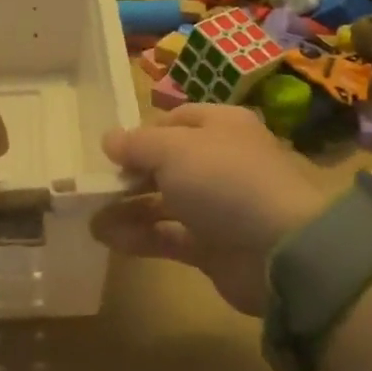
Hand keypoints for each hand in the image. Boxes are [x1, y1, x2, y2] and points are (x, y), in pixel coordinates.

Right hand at [93, 104, 326, 315]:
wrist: (281, 249)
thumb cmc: (225, 179)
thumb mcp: (174, 149)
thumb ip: (138, 144)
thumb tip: (109, 139)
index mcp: (220, 126)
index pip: (176, 121)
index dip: (143, 133)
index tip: (111, 151)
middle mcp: (220, 162)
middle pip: (167, 163)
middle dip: (131, 173)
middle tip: (94, 186)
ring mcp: (217, 206)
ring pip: (165, 201)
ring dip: (128, 208)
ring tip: (90, 216)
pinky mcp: (212, 246)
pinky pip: (168, 236)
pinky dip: (140, 236)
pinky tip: (107, 238)